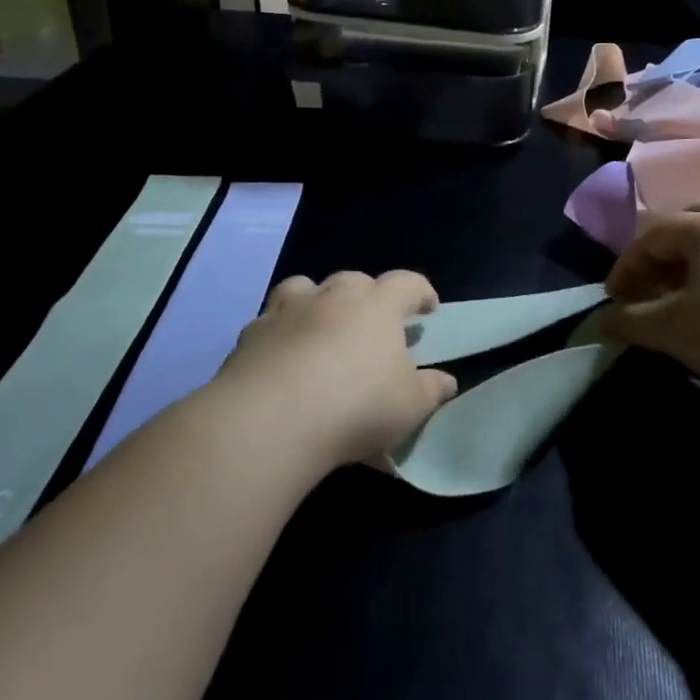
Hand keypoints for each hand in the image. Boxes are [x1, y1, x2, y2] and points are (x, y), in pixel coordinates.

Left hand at [217, 270, 456, 468]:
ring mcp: (287, 311)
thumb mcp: (409, 406)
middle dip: (367, 296)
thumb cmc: (356, 406)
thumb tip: (447, 381)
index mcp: (376, 306)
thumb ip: (431, 390)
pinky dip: (279, 334)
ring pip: (304, 288)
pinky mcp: (252, 335)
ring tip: (319, 325)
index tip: (428, 308)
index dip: (420, 292)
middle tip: (372, 323)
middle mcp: (332, 297)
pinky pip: (269, 323)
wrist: (271, 419)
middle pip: (354, 280)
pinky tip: (280, 359)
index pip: (406, 283)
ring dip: (315, 301)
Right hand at [603, 201, 699, 418]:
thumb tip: (602, 323)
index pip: (651, 235)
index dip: (626, 266)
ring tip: (691, 298)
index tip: (614, 299)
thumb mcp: (670, 331)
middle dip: (664, 253)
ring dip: (699, 260)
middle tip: (653, 288)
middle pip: (691, 221)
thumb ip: (628, 320)